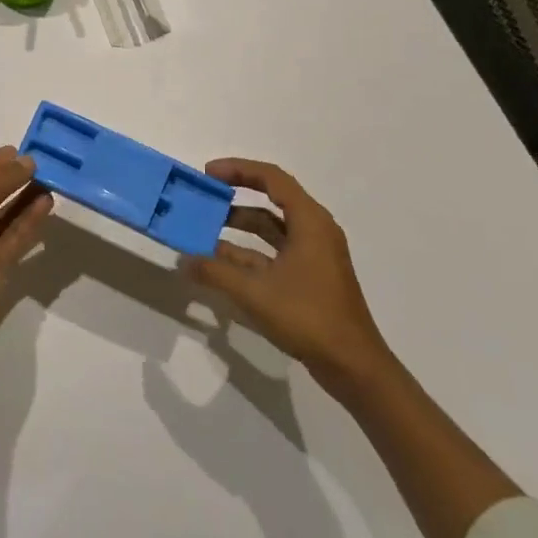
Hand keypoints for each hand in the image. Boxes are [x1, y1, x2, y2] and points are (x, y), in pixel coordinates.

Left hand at [0, 146, 53, 339]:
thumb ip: (0, 177)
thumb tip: (28, 162)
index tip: (20, 150)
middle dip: (12, 178)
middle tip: (42, 164)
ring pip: (5, 215)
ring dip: (25, 198)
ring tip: (50, 180)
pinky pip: (16, 236)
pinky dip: (31, 220)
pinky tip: (47, 203)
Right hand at [182, 159, 390, 380]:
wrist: (354, 367)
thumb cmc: (309, 317)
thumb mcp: (255, 293)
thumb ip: (216, 273)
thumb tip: (184, 260)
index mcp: (310, 221)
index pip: (272, 178)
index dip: (238, 170)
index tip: (208, 173)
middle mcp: (314, 230)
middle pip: (272, 199)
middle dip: (236, 196)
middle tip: (205, 196)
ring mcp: (314, 254)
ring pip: (272, 228)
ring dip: (240, 226)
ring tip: (205, 229)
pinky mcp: (310, 276)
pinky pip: (275, 251)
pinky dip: (249, 252)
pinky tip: (221, 263)